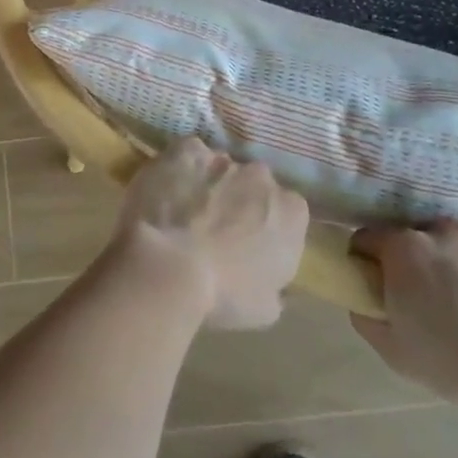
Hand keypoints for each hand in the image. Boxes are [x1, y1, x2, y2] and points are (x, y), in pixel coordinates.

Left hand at [110, 138, 309, 329]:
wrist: (169, 266)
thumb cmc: (223, 294)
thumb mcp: (266, 307)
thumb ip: (275, 285)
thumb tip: (271, 282)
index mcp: (292, 212)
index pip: (287, 212)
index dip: (267, 227)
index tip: (249, 245)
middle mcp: (262, 176)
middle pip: (253, 184)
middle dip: (239, 200)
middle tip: (215, 227)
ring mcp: (222, 158)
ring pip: (219, 167)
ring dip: (208, 183)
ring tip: (183, 209)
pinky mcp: (186, 150)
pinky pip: (188, 154)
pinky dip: (180, 168)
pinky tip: (166, 188)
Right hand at [347, 220, 457, 417]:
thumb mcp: (396, 354)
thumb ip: (367, 317)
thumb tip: (364, 300)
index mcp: (404, 247)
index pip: (368, 238)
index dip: (369, 261)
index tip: (382, 286)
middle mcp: (441, 228)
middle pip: (419, 239)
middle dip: (422, 263)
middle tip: (438, 302)